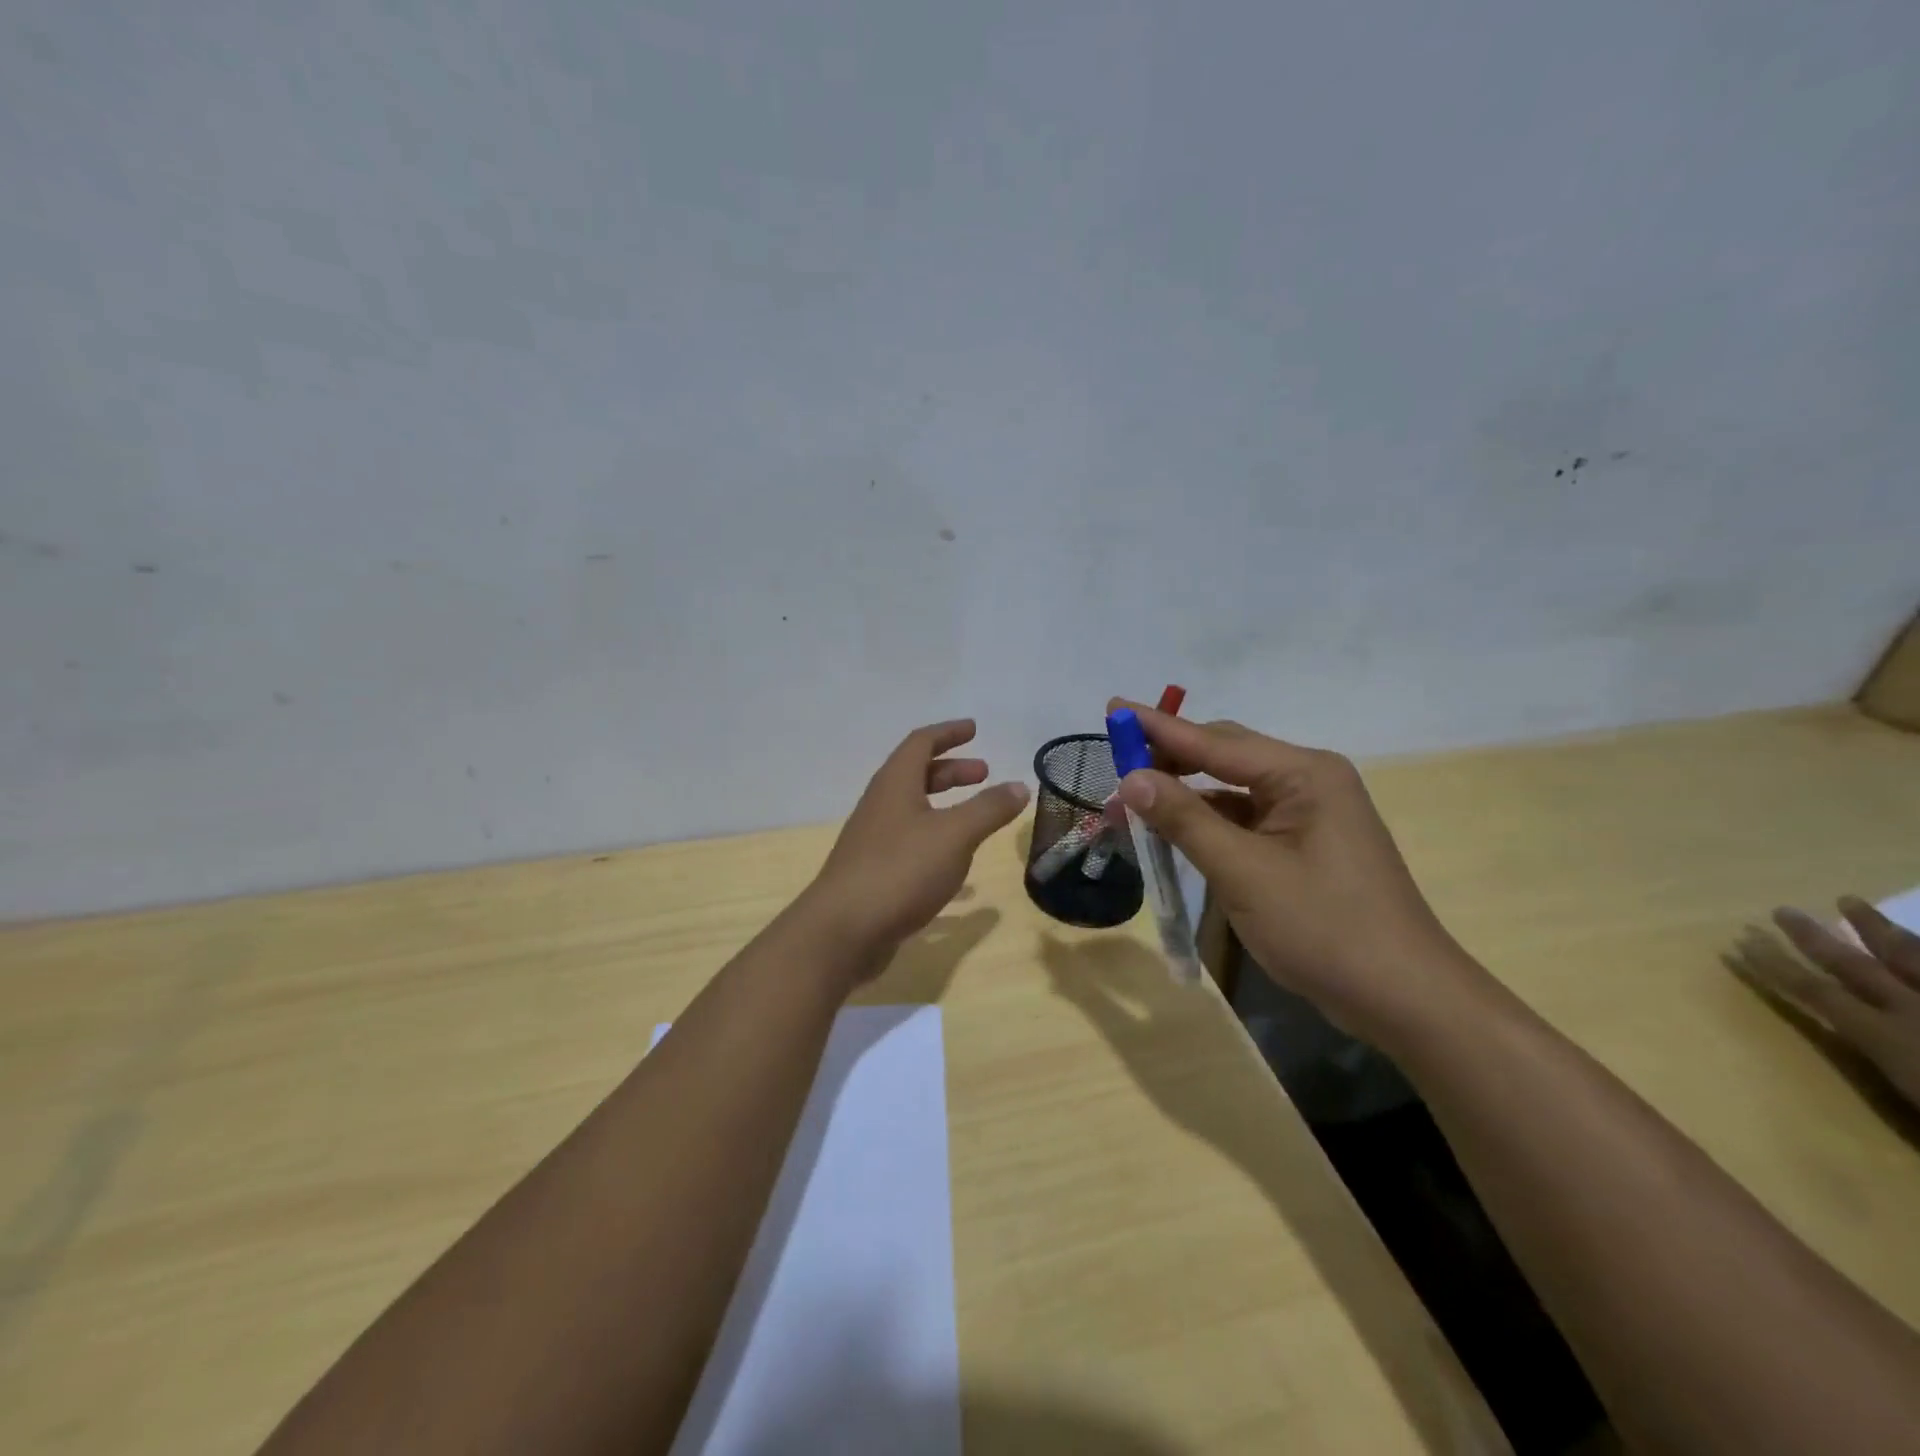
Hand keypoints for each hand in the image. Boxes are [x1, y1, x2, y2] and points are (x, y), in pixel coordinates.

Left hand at [801, 720, 1027, 971]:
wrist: (843, 930)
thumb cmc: (901, 870)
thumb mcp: (954, 835)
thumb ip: (988, 809)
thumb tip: (1019, 785)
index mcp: (895, 784)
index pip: (921, 743)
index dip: (948, 733)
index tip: (974, 729)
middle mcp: (880, 806)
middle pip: (916, 774)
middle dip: (951, 770)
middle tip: (984, 774)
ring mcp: (873, 840)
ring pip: (913, 810)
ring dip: (944, 805)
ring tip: (976, 817)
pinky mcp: (874, 873)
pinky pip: (911, 844)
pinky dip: (937, 842)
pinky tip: (958, 869)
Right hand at [1106, 699, 1483, 1046]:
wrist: (1403, 999)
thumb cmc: (1324, 928)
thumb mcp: (1243, 872)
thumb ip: (1184, 820)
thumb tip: (1131, 777)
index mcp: (1303, 773)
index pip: (1214, 740)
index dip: (1158, 727)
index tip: (1112, 708)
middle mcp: (1307, 781)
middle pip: (1223, 755)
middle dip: (1167, 760)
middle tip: (1115, 766)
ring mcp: (1308, 814)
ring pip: (1230, 790)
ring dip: (1182, 796)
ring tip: (1131, 803)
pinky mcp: (1302, 844)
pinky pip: (1243, 819)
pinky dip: (1205, 823)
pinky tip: (1173, 832)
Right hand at [1742, 898, 1919, 1112]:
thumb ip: (1905, 1079)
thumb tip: (1883, 1056)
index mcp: (1891, 1038)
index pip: (1816, 992)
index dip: (1774, 966)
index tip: (1740, 943)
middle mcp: (1918, 1011)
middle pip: (1856, 965)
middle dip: (1813, 937)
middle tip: (1782, 911)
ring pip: (1914, 956)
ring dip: (1878, 929)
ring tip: (1848, 902)